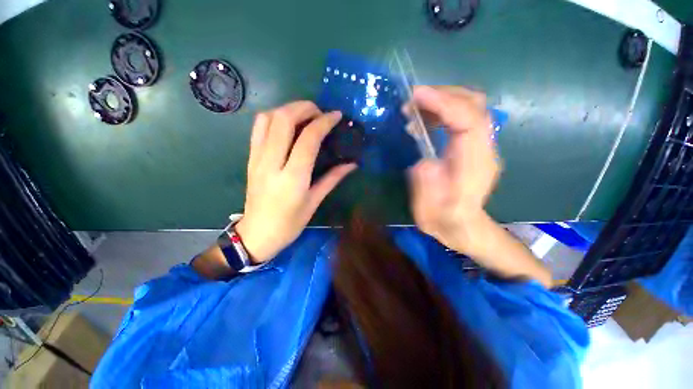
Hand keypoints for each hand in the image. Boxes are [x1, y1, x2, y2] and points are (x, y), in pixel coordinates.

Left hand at [235, 101, 356, 262]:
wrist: (257, 234)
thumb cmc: (290, 223)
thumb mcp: (314, 202)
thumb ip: (333, 179)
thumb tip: (352, 164)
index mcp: (293, 178)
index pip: (308, 138)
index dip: (324, 122)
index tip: (336, 116)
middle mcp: (272, 163)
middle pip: (284, 119)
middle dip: (305, 107)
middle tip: (320, 112)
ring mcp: (257, 158)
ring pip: (268, 118)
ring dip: (288, 109)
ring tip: (304, 115)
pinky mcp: (250, 158)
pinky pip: (258, 128)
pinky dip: (274, 117)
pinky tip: (287, 124)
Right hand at [406, 86, 499, 255]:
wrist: (462, 227)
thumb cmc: (446, 222)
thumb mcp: (433, 215)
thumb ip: (429, 189)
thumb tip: (423, 162)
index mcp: (475, 166)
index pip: (469, 121)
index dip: (445, 104)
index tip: (416, 96)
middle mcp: (484, 149)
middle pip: (474, 105)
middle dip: (443, 95)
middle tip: (412, 99)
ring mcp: (480, 145)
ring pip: (470, 107)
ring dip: (441, 100)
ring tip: (414, 107)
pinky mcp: (472, 145)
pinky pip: (462, 117)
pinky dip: (442, 111)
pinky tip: (423, 119)